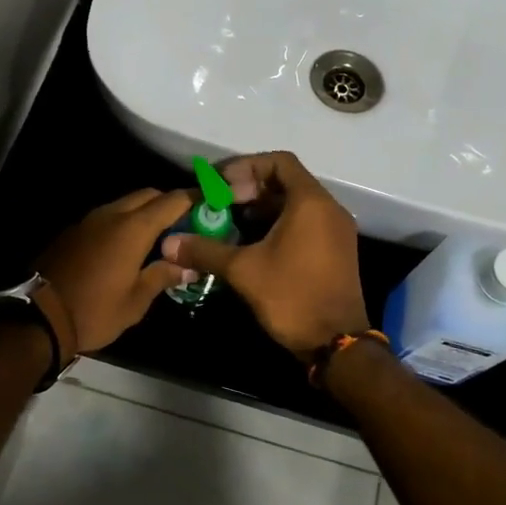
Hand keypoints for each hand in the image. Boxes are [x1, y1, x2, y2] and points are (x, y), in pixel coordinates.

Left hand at [37, 188, 201, 353]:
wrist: (38, 317)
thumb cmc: (95, 310)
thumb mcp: (136, 300)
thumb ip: (163, 276)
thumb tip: (187, 266)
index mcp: (133, 228)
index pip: (171, 200)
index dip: (194, 199)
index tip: (210, 204)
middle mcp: (112, 215)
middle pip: (148, 195)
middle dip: (169, 203)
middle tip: (185, 225)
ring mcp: (89, 220)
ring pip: (125, 203)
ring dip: (144, 212)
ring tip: (159, 237)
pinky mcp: (74, 231)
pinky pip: (107, 216)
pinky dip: (124, 222)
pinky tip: (129, 246)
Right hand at [162, 152, 369, 356]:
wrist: (337, 343)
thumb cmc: (292, 296)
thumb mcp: (243, 271)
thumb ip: (206, 251)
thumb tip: (169, 244)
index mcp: (310, 202)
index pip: (279, 161)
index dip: (246, 166)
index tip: (220, 185)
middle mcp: (329, 209)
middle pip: (287, 181)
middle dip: (250, 188)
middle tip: (221, 204)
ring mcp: (336, 231)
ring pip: (296, 204)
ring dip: (263, 208)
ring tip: (231, 223)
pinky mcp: (336, 251)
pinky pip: (306, 223)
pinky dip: (279, 224)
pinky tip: (253, 244)